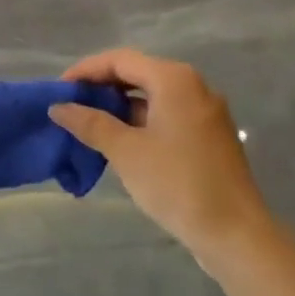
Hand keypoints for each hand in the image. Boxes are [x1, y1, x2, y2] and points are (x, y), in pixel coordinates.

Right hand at [50, 49, 264, 256]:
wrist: (236, 235)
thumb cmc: (178, 184)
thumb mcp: (126, 151)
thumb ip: (90, 123)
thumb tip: (58, 107)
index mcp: (174, 79)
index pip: (119, 60)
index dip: (85, 71)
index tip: (58, 91)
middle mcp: (193, 86)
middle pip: (137, 73)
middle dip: (101, 87)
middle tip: (70, 106)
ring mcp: (204, 112)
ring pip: (152, 96)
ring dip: (119, 106)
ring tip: (88, 124)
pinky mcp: (208, 136)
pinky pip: (166, 115)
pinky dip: (140, 122)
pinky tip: (119, 142)